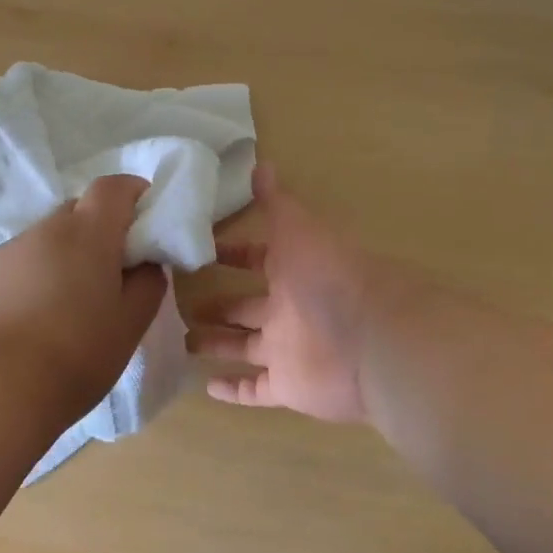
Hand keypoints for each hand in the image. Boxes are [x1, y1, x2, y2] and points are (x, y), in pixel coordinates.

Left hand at [0, 174, 167, 412]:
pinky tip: (28, 325)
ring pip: (45, 242)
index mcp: (87, 233)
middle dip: (99, 233)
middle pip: (77, 212)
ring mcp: (6, 252)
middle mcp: (44, 230)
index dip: (133, 196)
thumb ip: (147, 285)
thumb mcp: (129, 325)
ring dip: (62, 261)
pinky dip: (31, 282)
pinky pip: (16, 267)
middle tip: (109, 277)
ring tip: (65, 312)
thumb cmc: (73, 354)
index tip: (145, 226)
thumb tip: (145, 264)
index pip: (114, 187)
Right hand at [192, 164, 387, 424]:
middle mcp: (290, 310)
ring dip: (217, 344)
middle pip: (246, 308)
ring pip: (245, 347)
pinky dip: (233, 390)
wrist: (372, 338)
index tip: (200, 253)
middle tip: (179, 304)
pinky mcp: (289, 387)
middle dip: (218, 306)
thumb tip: (259, 162)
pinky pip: (255, 390)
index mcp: (294, 271)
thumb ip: (276, 201)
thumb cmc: (329, 275)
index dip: (232, 254)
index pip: (257, 260)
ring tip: (182, 341)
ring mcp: (288, 351)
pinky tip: (206, 387)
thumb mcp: (298, 228)